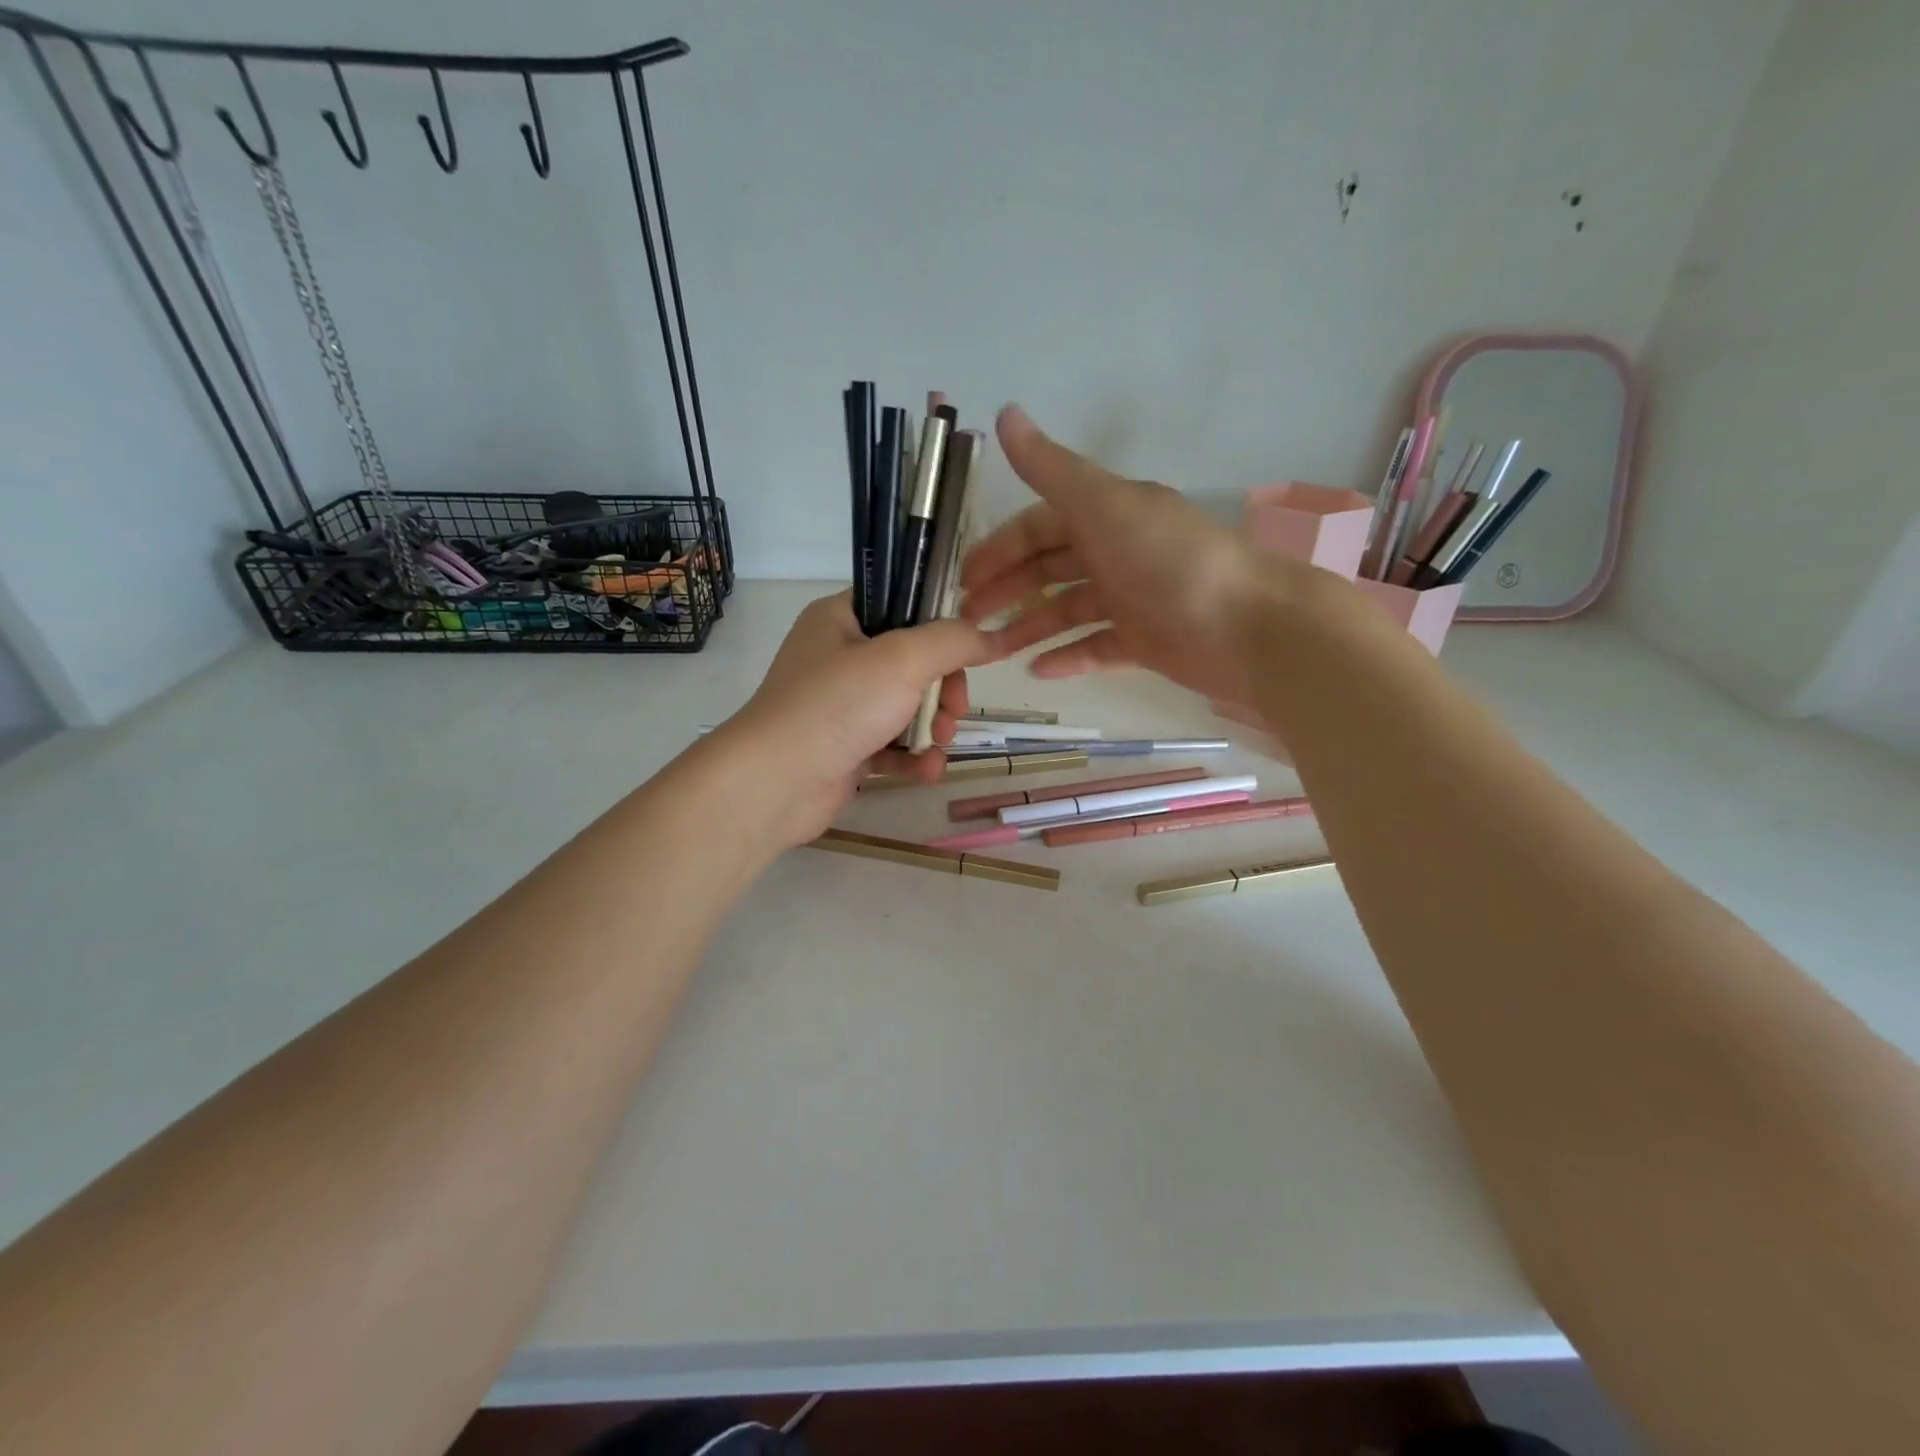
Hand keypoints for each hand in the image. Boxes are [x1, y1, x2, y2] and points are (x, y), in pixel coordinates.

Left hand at [718, 591, 999, 847]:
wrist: (776, 783)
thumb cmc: (837, 705)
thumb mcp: (903, 659)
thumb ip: (954, 641)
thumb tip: (995, 637)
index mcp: (841, 619)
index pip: (902, 605)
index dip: (940, 626)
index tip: (969, 652)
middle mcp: (839, 658)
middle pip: (914, 662)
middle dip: (943, 689)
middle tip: (953, 711)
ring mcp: (841, 706)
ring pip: (907, 707)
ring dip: (933, 727)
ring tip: (939, 744)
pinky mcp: (846, 749)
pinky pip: (893, 746)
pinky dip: (913, 758)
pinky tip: (927, 772)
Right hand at [961, 405, 1304, 706]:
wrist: (1245, 626)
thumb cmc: (1169, 560)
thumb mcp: (1104, 505)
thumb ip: (1052, 469)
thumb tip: (1005, 412)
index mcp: (1106, 515)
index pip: (1037, 527)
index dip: (999, 549)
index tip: (964, 579)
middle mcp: (1115, 552)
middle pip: (1047, 570)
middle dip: (1007, 592)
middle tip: (969, 621)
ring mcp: (1130, 599)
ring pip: (1066, 611)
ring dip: (1028, 628)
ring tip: (991, 652)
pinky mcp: (1143, 641)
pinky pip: (1095, 647)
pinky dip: (1067, 657)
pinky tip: (1037, 672)